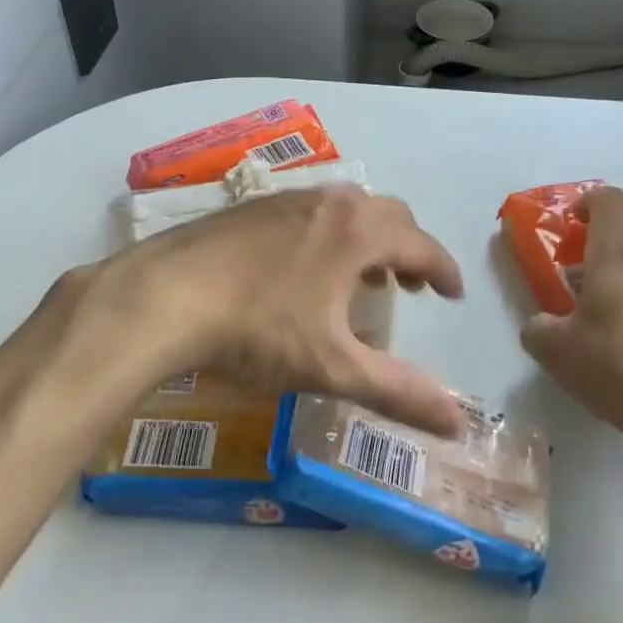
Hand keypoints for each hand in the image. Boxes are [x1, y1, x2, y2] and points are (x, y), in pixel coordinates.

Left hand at [45, 187, 465, 436]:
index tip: (452, 295)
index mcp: (358, 231)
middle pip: (388, 215)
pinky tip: (306, 269)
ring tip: (361, 278)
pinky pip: (313, 212)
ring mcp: (288, 198)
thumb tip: (458, 423)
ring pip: (347, 209)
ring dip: (368, 239)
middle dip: (408, 250)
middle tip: (409, 289)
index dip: (443, 271)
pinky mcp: (253, 206)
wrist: (164, 295)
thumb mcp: (332, 366)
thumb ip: (398, 391)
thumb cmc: (257, 329)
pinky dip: (331, 234)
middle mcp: (329, 202)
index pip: (421, 244)